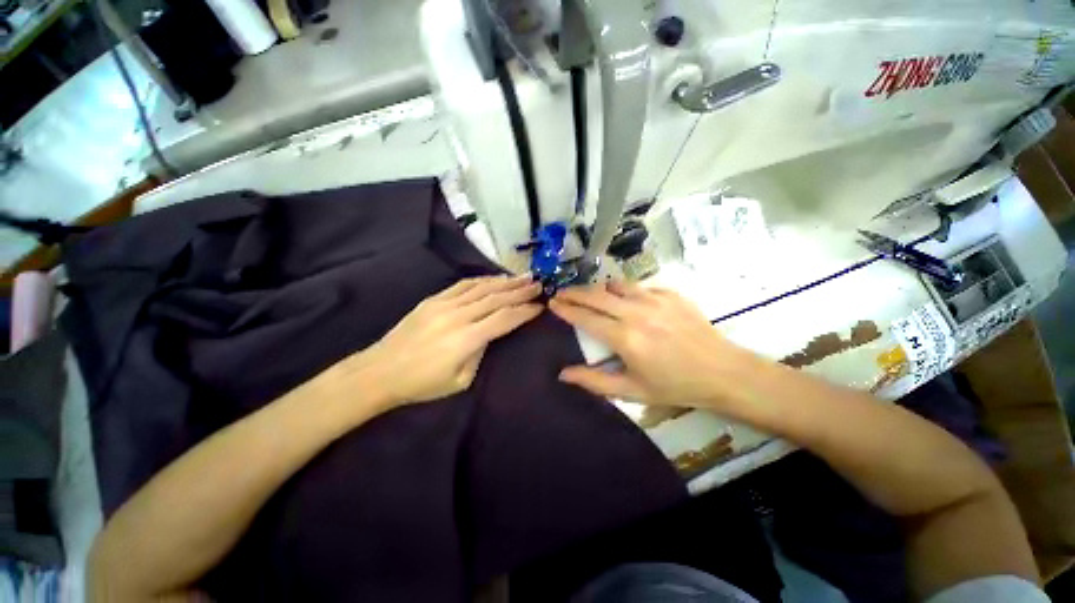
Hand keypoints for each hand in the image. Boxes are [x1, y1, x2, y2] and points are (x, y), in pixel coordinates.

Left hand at [346, 275, 541, 407]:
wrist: (380, 371)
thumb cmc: (422, 383)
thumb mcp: (460, 380)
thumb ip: (480, 352)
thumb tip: (490, 333)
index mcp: (466, 339)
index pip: (504, 319)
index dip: (524, 311)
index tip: (539, 306)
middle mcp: (458, 316)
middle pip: (496, 298)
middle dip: (520, 291)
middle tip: (538, 285)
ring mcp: (444, 304)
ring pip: (482, 287)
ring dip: (505, 281)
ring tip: (522, 277)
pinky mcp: (433, 299)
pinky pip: (463, 285)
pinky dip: (482, 280)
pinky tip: (494, 278)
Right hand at [549, 281, 759, 407]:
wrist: (722, 372)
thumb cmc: (674, 386)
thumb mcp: (631, 390)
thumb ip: (594, 381)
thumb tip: (563, 374)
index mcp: (625, 338)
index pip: (585, 317)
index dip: (565, 309)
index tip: (552, 302)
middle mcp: (636, 313)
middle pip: (595, 295)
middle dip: (574, 292)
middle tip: (561, 292)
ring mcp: (655, 299)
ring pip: (616, 285)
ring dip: (598, 289)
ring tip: (590, 295)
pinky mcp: (670, 293)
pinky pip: (639, 287)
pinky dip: (625, 291)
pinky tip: (626, 301)